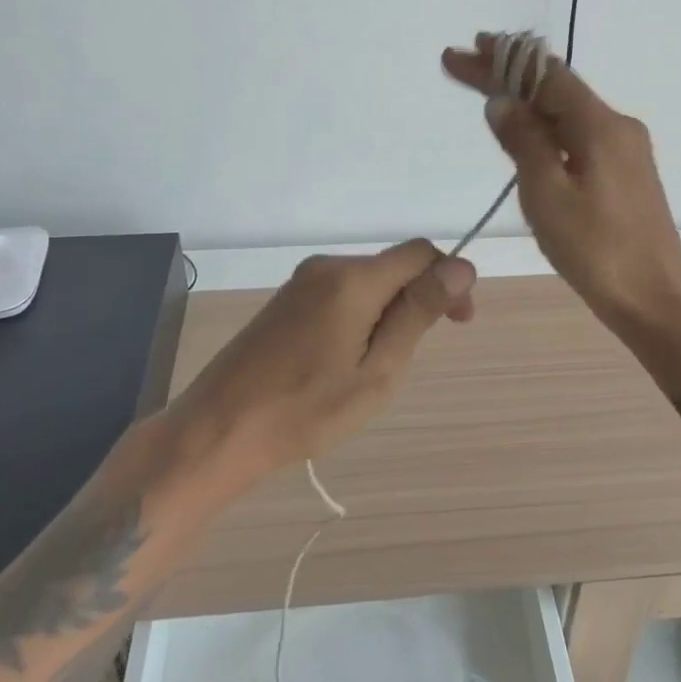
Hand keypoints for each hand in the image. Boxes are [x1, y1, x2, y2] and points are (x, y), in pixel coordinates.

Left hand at [173, 241, 476, 487]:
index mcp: (352, 279)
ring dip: (387, 313)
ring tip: (372, 369)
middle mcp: (327, 266)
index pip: (420, 253)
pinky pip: (341, 293)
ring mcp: (302, 281)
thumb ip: (418, 312)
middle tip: (409, 360)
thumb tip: (461, 266)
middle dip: (417, 301)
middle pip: (393, 266)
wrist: (219, 428)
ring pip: (368, 282)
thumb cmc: (306, 410)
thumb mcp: (377, 370)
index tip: (459, 323)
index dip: (448, 279)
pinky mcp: (287, 299)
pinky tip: (344, 360)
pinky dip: (360, 316)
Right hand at [443, 36, 680, 331]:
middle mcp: (617, 126)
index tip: (462, 51)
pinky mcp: (623, 173)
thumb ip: (524, 142)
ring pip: (566, 111)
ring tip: (486, 89)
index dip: (501, 60)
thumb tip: (502, 101)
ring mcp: (624, 150)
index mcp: (600, 125)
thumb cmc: (597, 251)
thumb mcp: (547, 194)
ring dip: (525, 99)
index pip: (544, 76)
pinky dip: (544, 125)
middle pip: (556, 88)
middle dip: (507, 74)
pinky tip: (525, 131)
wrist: (655, 300)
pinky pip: (577, 134)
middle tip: (463, 65)